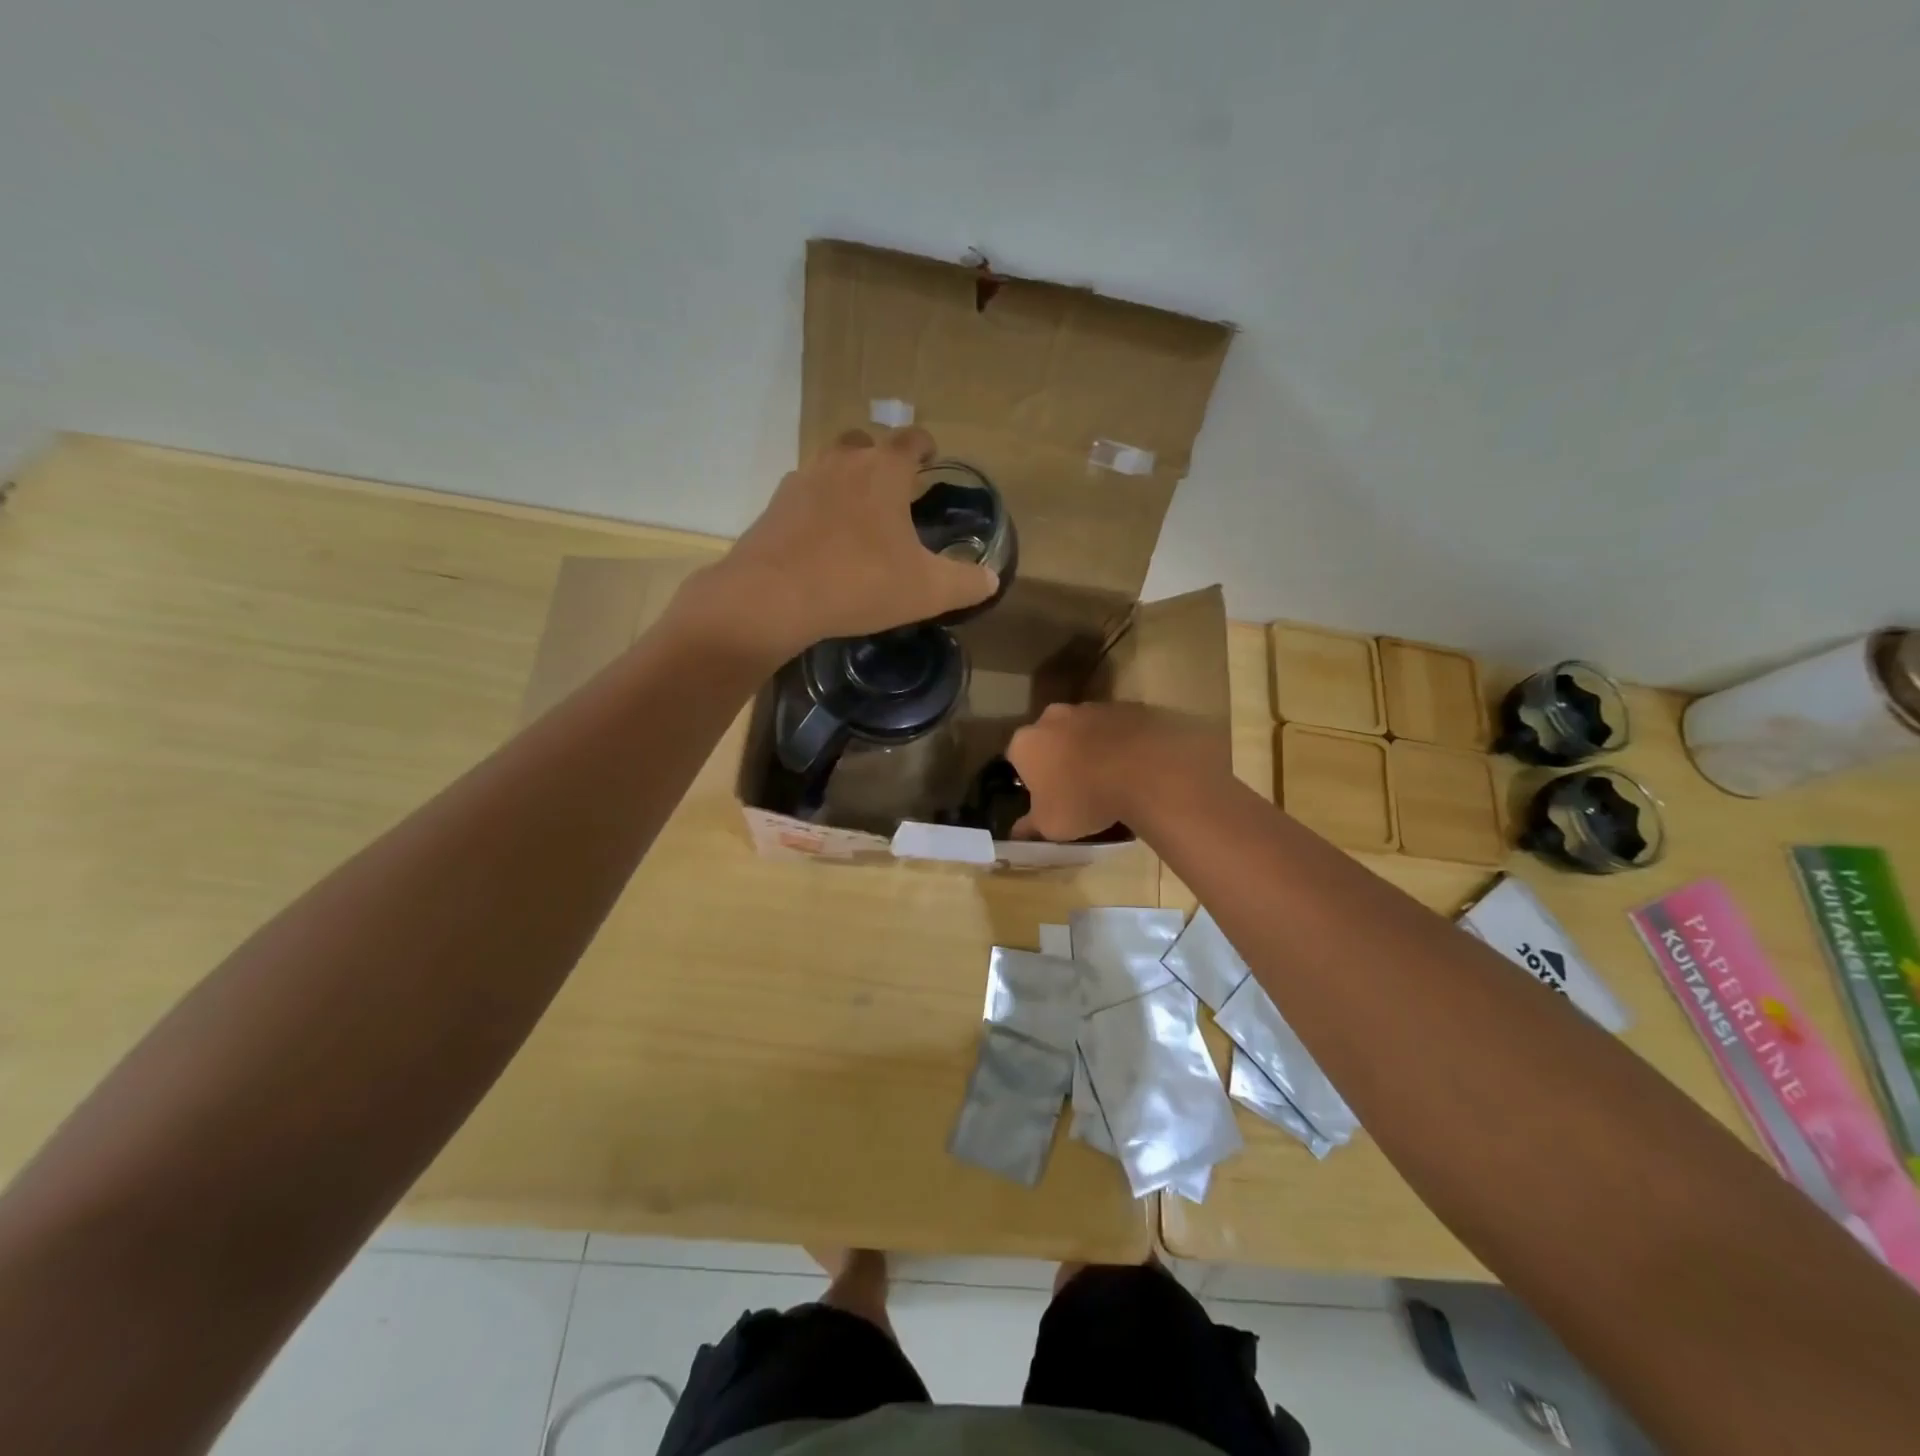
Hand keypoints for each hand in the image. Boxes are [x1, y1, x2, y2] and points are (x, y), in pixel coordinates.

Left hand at [683, 427, 997, 661]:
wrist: (774, 597)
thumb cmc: (861, 583)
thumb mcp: (928, 591)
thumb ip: (966, 583)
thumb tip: (991, 579)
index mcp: (884, 470)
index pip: (911, 439)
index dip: (925, 446)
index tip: (931, 458)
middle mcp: (842, 462)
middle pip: (865, 442)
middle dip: (881, 459)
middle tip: (893, 491)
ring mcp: (802, 480)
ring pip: (830, 466)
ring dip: (847, 482)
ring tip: (858, 518)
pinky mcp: (774, 506)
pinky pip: (804, 496)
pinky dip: (818, 509)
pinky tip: (823, 541)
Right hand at [1007, 702, 1219, 840]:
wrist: (1144, 770)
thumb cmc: (1084, 800)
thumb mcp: (1051, 825)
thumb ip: (1030, 826)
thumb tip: (1016, 832)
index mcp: (1026, 743)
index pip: (1017, 759)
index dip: (1030, 778)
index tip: (1045, 796)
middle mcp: (1052, 717)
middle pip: (1050, 737)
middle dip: (1058, 757)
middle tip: (1075, 786)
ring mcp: (1090, 707)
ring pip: (1083, 729)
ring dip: (1089, 747)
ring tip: (1108, 777)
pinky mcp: (1124, 707)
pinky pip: (1114, 727)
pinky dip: (1118, 742)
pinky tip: (1132, 765)